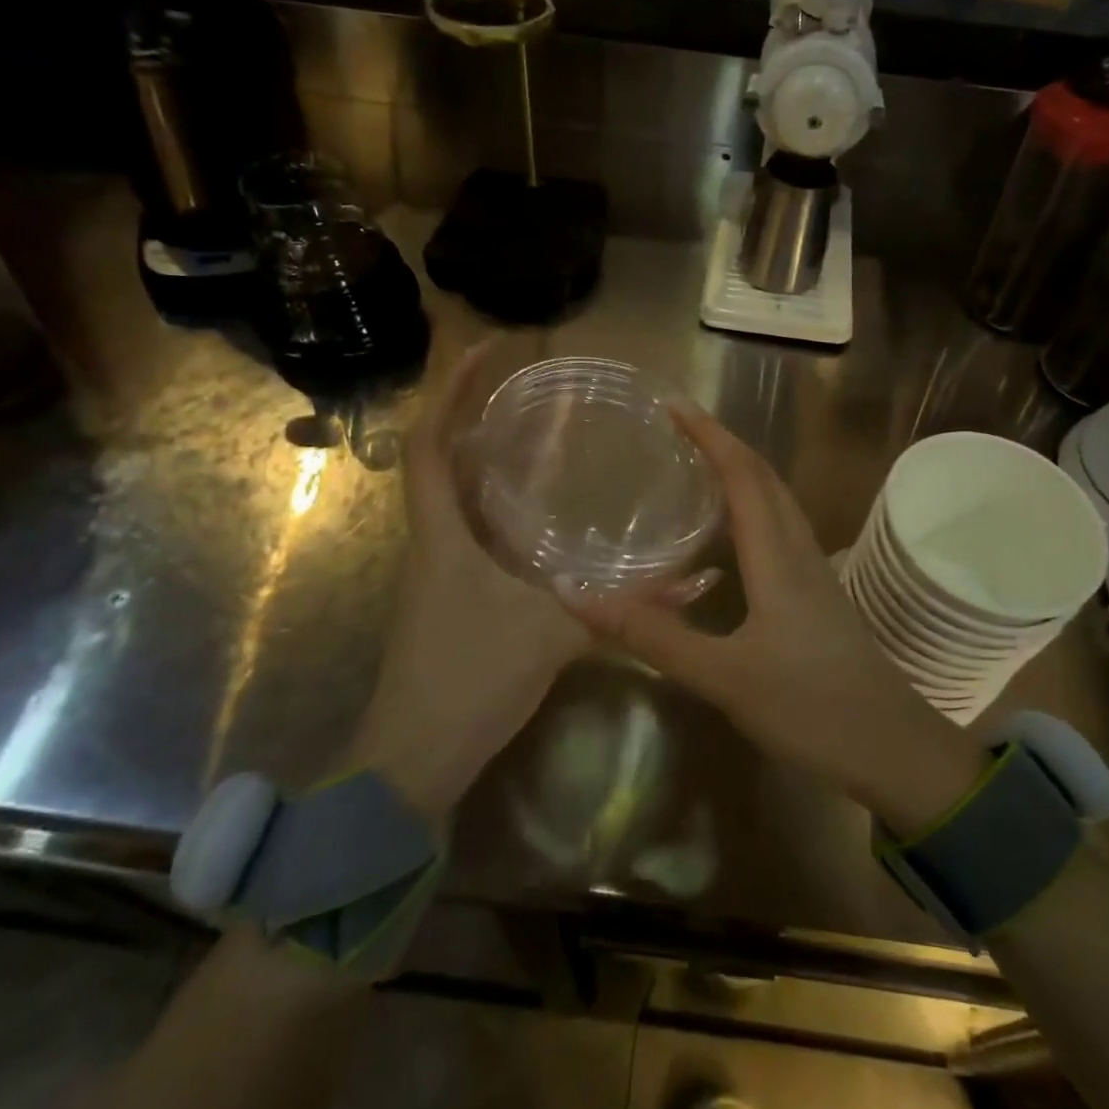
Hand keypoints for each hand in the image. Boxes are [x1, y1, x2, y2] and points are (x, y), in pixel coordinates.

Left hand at [344, 343, 589, 825]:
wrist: (412, 759)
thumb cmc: (470, 680)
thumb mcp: (555, 634)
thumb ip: (626, 607)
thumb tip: (695, 577)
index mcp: (442, 533)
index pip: (430, 440)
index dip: (452, 388)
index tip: (487, 348)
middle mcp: (433, 539)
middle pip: (440, 457)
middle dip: (473, 411)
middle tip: (526, 386)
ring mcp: (437, 569)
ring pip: (456, 494)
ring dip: (486, 457)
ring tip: (534, 433)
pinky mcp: (450, 595)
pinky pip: (471, 529)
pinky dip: (498, 505)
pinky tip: (538, 513)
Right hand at [560, 405, 990, 838]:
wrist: (893, 750)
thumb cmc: (811, 707)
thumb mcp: (724, 677)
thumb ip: (653, 636)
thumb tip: (577, 596)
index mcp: (778, 556)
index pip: (742, 474)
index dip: (709, 434)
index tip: (672, 405)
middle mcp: (799, 551)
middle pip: (764, 478)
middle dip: (723, 444)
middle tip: (677, 430)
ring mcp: (815, 574)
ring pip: (777, 503)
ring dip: (741, 474)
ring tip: (698, 469)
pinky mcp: (819, 597)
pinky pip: (781, 532)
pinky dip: (752, 510)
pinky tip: (730, 538)